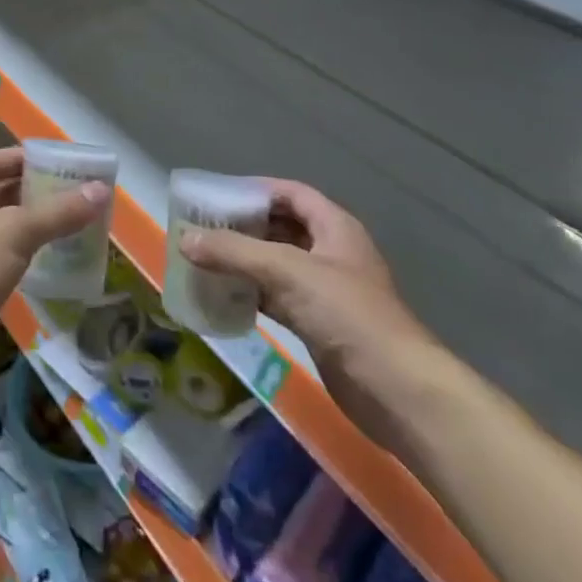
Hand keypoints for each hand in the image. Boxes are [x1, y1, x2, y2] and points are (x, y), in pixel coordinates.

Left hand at [0, 147, 109, 386]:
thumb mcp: (17, 231)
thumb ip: (58, 211)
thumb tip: (100, 189)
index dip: (16, 157)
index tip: (51, 162)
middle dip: (28, 191)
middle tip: (67, 193)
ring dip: (27, 224)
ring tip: (65, 224)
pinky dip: (22, 254)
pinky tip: (46, 261)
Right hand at [180, 181, 440, 444]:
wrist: (396, 391)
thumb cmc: (346, 314)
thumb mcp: (286, 271)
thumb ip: (233, 251)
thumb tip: (184, 238)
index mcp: (335, 227)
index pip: (291, 194)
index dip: (256, 189)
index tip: (218, 195)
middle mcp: (331, 253)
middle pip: (281, 227)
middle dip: (244, 226)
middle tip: (202, 227)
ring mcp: (326, 291)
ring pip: (276, 264)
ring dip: (244, 261)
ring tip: (204, 258)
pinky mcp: (319, 325)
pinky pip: (277, 297)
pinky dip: (251, 293)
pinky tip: (223, 295)